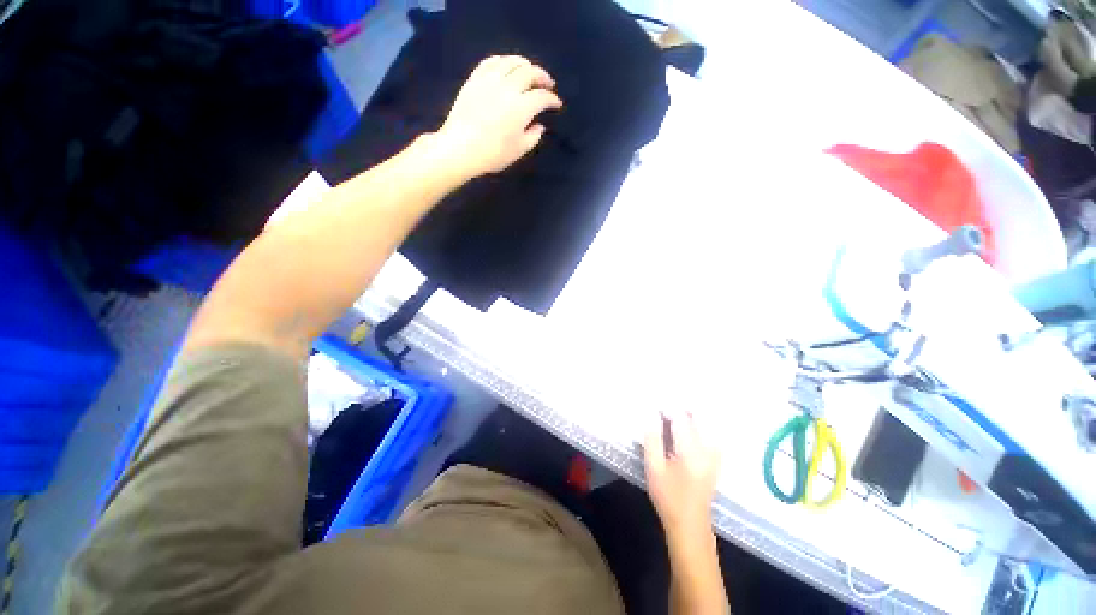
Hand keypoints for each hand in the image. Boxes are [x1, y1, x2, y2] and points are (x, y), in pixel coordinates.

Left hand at [432, 55, 562, 178]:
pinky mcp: (475, 79)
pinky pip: (491, 61)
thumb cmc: (493, 154)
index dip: (552, 100)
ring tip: (529, 72)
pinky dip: (503, 61)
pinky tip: (507, 67)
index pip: (542, 97)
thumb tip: (539, 126)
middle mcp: (508, 88)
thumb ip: (533, 137)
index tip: (557, 104)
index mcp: (522, 107)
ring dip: (525, 64)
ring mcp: (490, 80)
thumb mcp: (519, 150)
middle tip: (547, 84)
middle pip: (530, 72)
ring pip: (512, 62)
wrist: (461, 148)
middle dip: (542, 77)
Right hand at [644, 409, 721, 544]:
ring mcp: (715, 454)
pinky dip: (701, 424)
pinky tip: (689, 426)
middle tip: (665, 407)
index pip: (680, 418)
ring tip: (674, 413)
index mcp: (690, 451)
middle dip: (681, 407)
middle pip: (698, 416)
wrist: (690, 525)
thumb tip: (650, 414)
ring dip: (691, 414)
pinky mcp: (717, 459)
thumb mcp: (653, 468)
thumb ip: (652, 439)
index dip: (667, 408)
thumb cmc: (668, 497)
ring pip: (707, 423)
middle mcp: (707, 449)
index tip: (654, 405)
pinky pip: (712, 433)